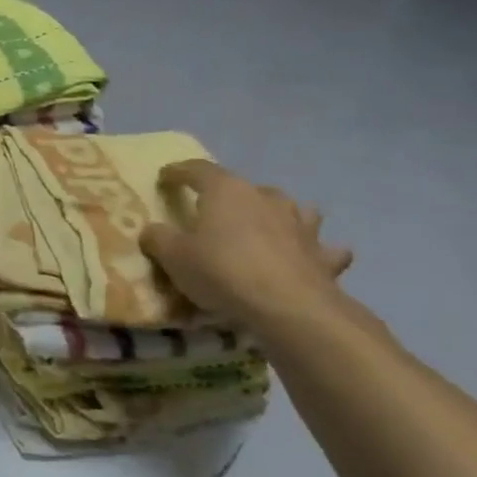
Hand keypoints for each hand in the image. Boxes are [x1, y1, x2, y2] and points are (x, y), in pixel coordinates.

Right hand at [139, 159, 353, 328]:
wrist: (289, 306)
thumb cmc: (222, 271)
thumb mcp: (173, 256)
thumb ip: (158, 238)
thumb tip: (153, 230)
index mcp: (226, 191)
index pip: (197, 169)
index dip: (178, 172)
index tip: (165, 177)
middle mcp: (266, 198)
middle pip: (244, 188)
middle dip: (229, 196)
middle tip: (214, 213)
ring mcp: (301, 224)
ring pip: (290, 209)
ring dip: (276, 214)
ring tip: (266, 227)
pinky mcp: (324, 254)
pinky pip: (320, 246)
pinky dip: (313, 249)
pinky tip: (308, 257)